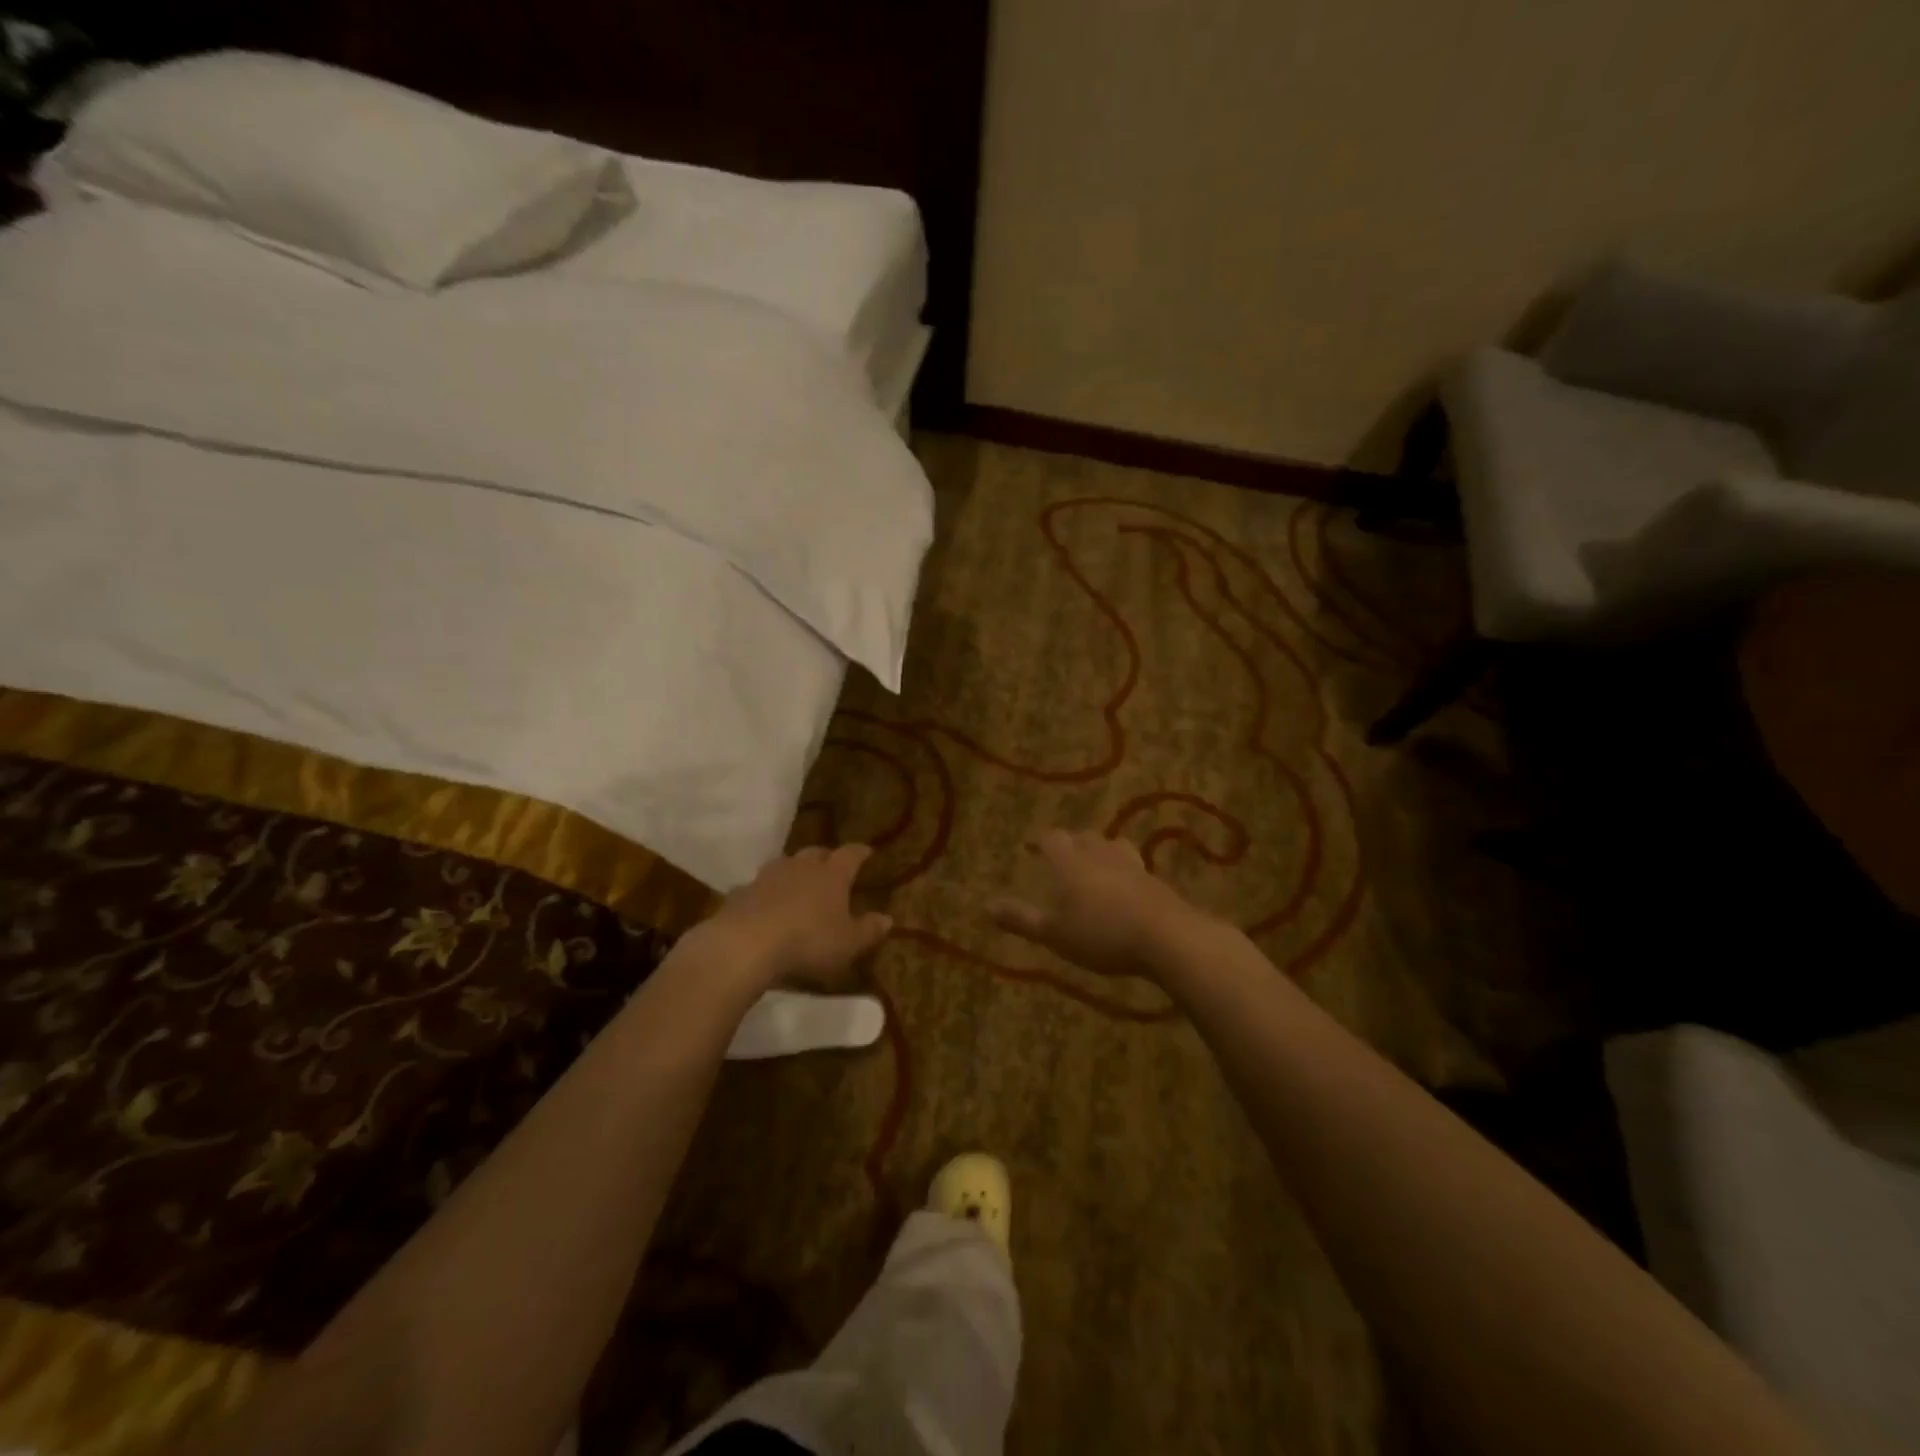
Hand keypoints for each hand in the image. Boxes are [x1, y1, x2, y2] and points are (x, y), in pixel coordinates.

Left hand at [696, 844, 892, 993]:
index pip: (850, 855)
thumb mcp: (848, 943)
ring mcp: (768, 877)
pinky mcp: (742, 892)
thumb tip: (888, 918)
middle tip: (832, 866)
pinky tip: (766, 904)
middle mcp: (801, 867)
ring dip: (794, 870)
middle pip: (816, 853)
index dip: (859, 852)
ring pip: (785, 864)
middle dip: (826, 858)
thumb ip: (868, 930)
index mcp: (831, 875)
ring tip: (799, 881)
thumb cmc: (808, 942)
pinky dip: (767, 892)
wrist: (746, 945)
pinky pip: (759, 886)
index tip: (867, 851)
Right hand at [989, 829, 1209, 980]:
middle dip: (1074, 844)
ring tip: (1098, 866)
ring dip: (1103, 852)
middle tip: (1066, 857)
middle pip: (1085, 837)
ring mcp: (1132, 865)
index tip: (1035, 847)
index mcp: (1071, 862)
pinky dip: (1126, 872)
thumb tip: (985, 906)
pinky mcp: (1156, 881)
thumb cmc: (1101, 933)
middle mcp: (1100, 854)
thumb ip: (1021, 919)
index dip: (1042, 842)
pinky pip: (1136, 867)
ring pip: (1114, 846)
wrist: (1166, 936)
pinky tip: (1127, 889)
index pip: (1052, 839)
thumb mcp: (1054, 934)